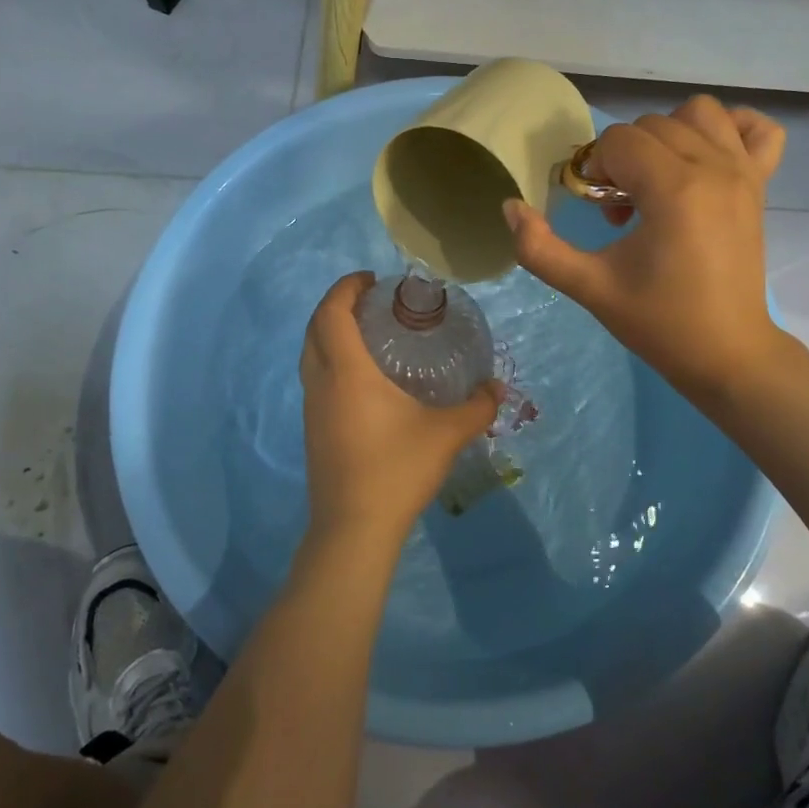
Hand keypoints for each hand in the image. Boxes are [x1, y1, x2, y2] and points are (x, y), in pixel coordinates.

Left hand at [300, 272, 500, 547]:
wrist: (354, 529)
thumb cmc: (397, 470)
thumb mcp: (447, 434)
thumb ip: (477, 407)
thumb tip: (498, 388)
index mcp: (347, 371)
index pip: (332, 312)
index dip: (346, 287)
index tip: (371, 278)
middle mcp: (322, 382)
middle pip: (314, 328)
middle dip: (336, 305)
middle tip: (371, 301)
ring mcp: (311, 408)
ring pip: (310, 354)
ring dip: (330, 333)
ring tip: (367, 334)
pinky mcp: (312, 431)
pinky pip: (315, 378)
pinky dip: (331, 361)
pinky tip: (363, 380)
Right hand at [503, 96, 786, 408]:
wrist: (726, 353)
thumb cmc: (658, 321)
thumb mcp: (589, 287)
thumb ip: (539, 248)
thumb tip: (510, 207)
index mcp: (673, 189)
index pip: (619, 141)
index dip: (597, 169)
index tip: (600, 211)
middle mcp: (713, 166)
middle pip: (652, 125)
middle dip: (625, 158)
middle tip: (622, 208)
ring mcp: (744, 172)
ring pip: (699, 113)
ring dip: (668, 135)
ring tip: (658, 178)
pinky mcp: (761, 184)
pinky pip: (758, 129)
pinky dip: (731, 130)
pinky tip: (706, 158)